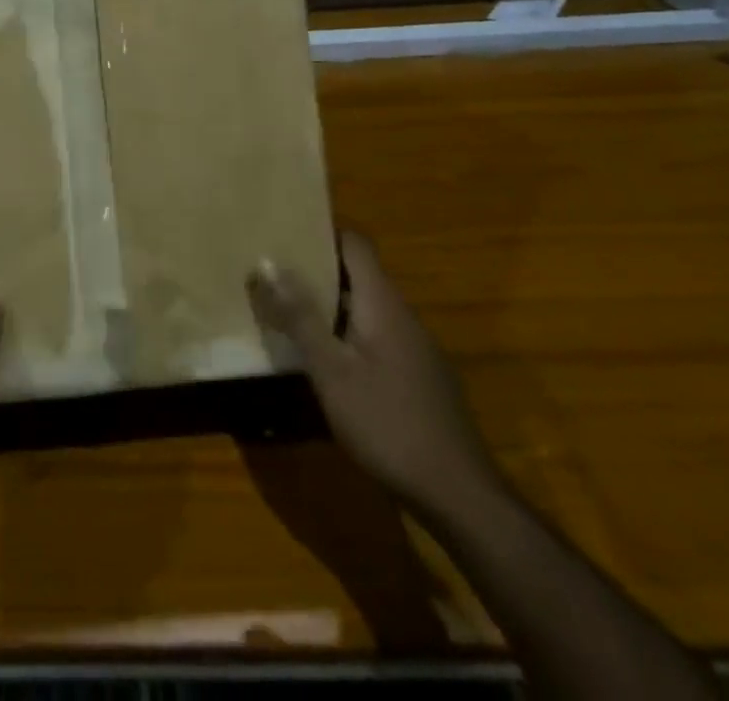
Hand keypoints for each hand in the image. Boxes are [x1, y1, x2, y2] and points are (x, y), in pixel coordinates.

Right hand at [249, 231, 499, 520]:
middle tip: (272, 271)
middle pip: (359, 274)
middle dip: (316, 269)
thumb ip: (300, 316)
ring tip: (287, 310)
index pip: (356, 244)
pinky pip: (377, 336)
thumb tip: (268, 263)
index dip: (321, 232)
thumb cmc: (388, 424)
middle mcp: (404, 316)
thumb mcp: (331, 371)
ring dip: (329, 304)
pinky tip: (324, 360)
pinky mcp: (420, 378)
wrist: (460, 498)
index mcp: (384, 304)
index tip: (283, 232)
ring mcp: (416, 349)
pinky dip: (347, 333)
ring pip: (367, 308)